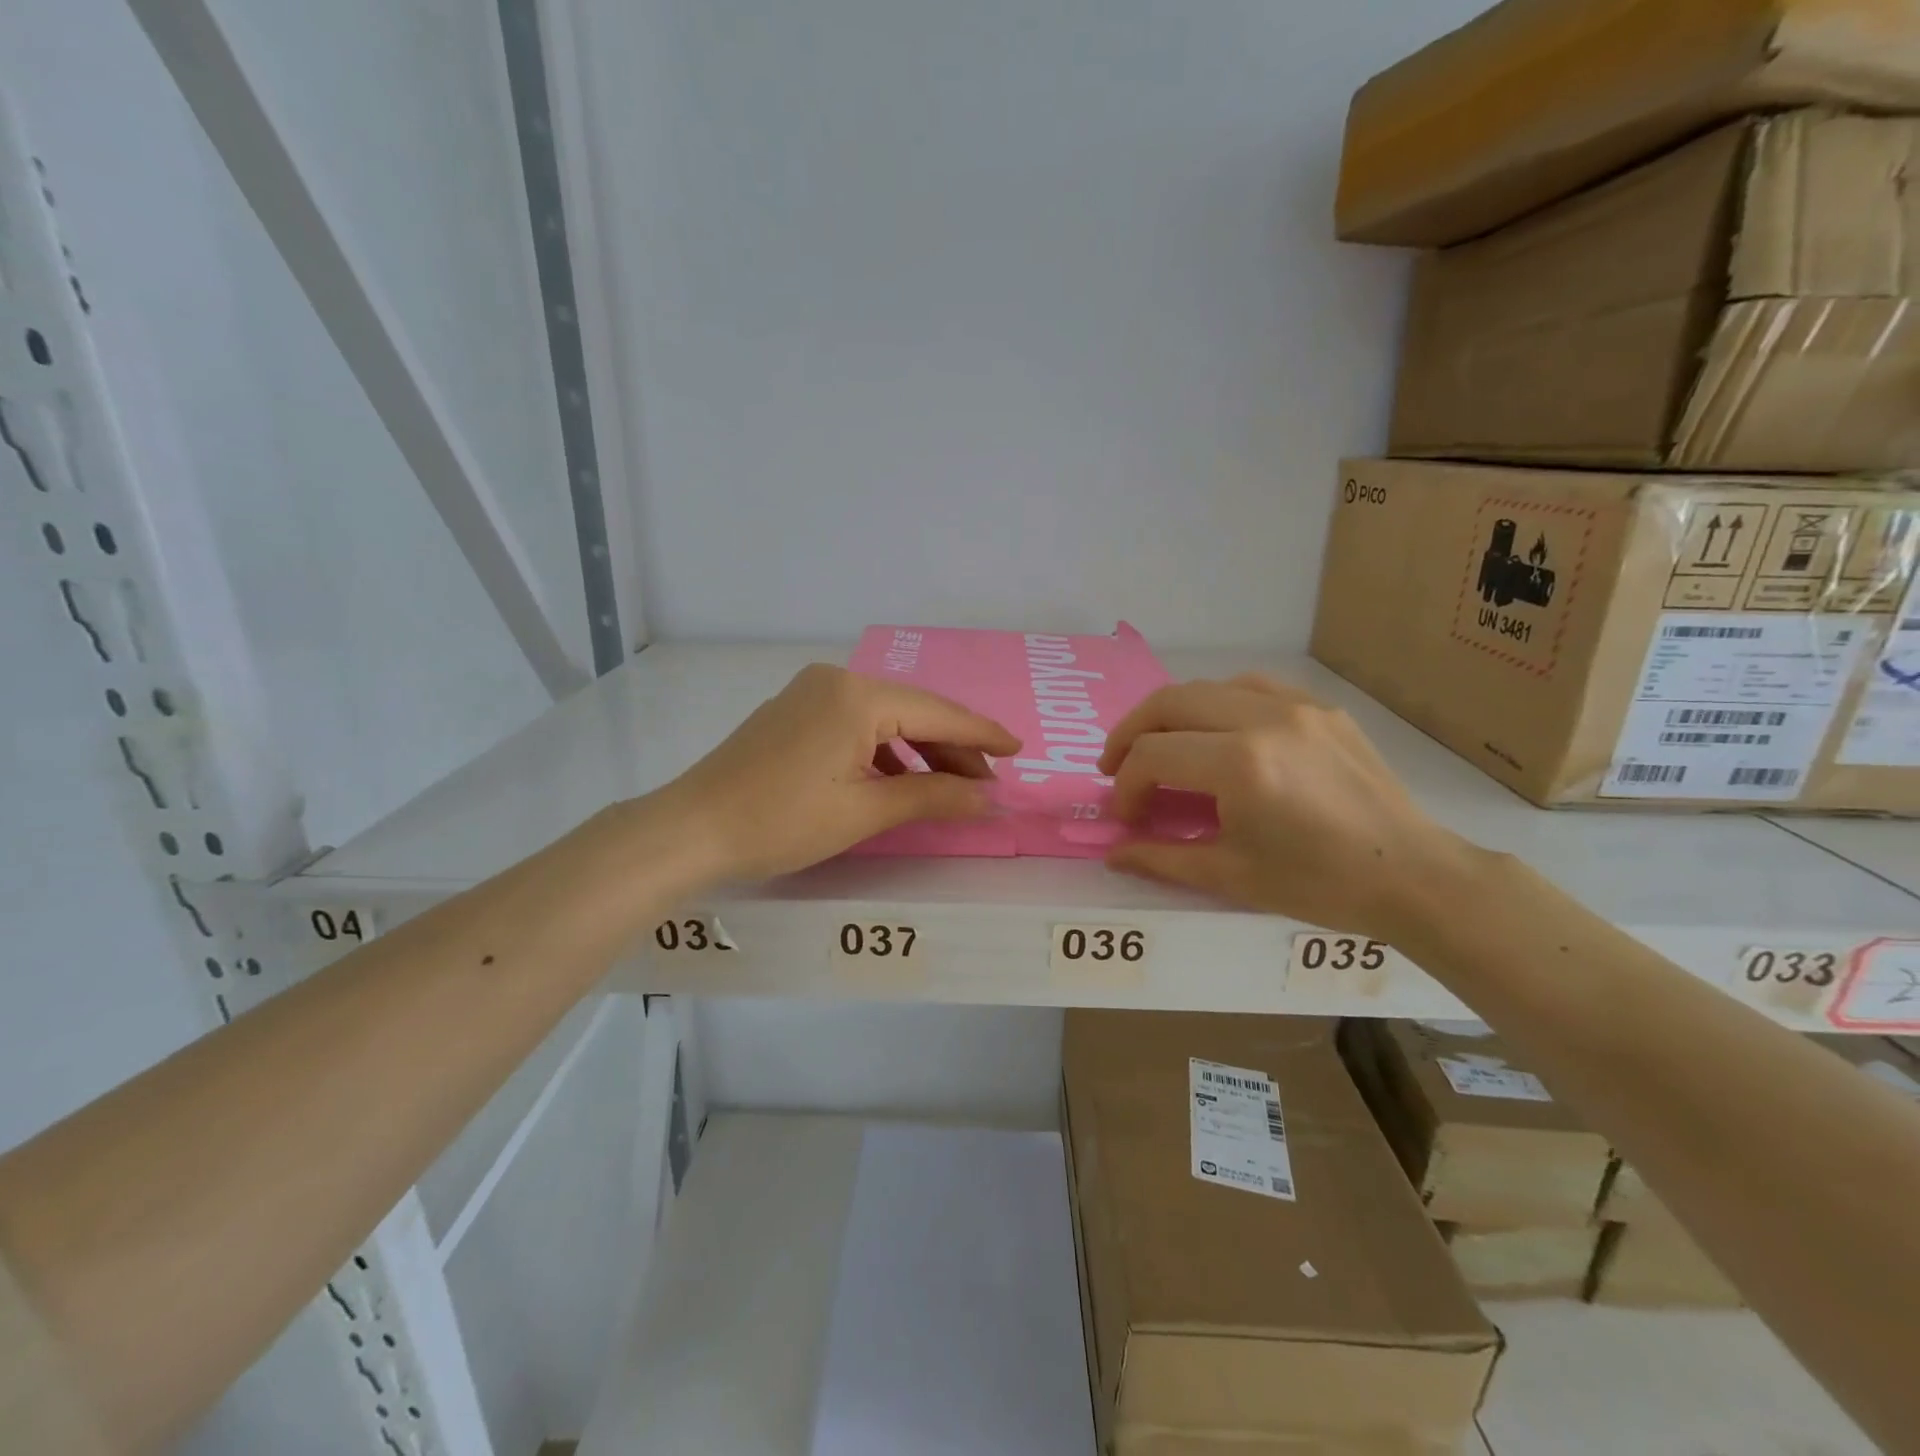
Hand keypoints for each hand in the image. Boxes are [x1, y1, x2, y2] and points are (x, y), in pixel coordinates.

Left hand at [656, 663, 1020, 881]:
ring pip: (885, 718)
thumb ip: (933, 798)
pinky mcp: (794, 712)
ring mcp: (810, 693)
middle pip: (913, 711)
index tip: (1019, 750)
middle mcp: (836, 680)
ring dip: (920, 751)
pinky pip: (856, 724)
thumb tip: (989, 799)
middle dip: (952, 747)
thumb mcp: (864, 812)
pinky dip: (884, 751)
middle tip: (986, 783)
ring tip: (950, 787)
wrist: (690, 829)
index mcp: (857, 696)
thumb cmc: (781, 821)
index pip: (937, 712)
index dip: (982, 734)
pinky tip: (900, 780)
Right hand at [1098, 675, 1480, 941]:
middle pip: (1169, 703)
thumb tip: (1113, 853)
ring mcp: (1297, 706)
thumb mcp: (1232, 875)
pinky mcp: (1321, 708)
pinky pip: (1251, 688)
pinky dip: (1217, 704)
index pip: (1152, 756)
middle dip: (1130, 734)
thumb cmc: (1320, 884)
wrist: (1413, 876)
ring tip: (1159, 745)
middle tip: (1116, 766)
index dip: (1126, 787)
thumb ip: (1162, 858)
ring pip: (1207, 687)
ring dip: (1170, 713)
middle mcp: (1263, 719)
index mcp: (1240, 765)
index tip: (1127, 818)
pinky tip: (1215, 732)